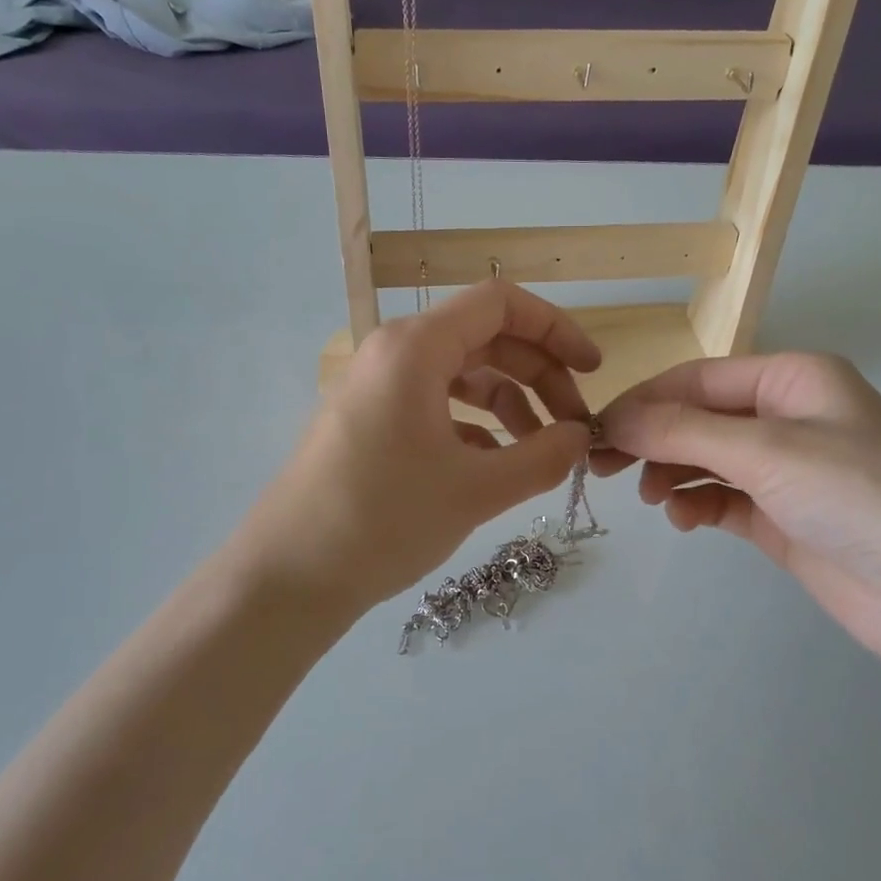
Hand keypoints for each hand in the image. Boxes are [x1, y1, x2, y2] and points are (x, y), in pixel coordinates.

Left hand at [235, 282, 601, 618]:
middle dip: (539, 377)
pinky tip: (493, 468)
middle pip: (485, 339)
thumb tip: (580, 438)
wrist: (289, 576)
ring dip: (509, 405)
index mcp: (416, 348)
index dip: (556, 330)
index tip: (592, 371)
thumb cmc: (384, 520)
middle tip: (573, 428)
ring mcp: (377, 389)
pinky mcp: (369, 422)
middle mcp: (393, 354)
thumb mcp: (476, 490)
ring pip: (461, 376)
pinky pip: (435, 406)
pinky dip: (473, 427)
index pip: (501, 304)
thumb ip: (543, 457)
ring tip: (539, 453)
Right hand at [595, 354, 880, 678]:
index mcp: (793, 378)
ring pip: (706, 458)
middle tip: (602, 465)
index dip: (645, 401)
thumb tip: (613, 419)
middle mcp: (788, 416)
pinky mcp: (783, 517)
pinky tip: (684, 519)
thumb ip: (683, 431)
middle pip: (699, 417)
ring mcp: (786, 469)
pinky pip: (723, 499)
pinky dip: (697, 504)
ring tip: (651, 498)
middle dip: (652, 438)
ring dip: (672, 472)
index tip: (596, 430)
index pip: (698, 379)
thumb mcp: (766, 450)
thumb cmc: (857, 496)